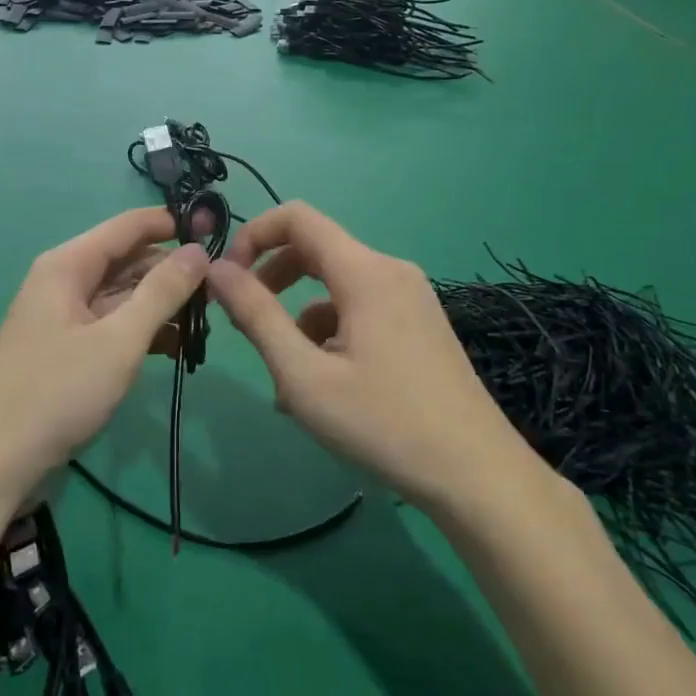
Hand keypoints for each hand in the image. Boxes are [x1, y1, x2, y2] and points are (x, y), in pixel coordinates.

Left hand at [0, 208, 208, 502]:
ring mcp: (65, 317)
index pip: (129, 226)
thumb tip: (199, 250)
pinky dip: (143, 332)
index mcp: (68, 265)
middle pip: (127, 260)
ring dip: (161, 305)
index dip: (173, 223)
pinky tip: (176, 348)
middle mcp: (65, 281)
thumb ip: (162, 292)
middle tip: (221, 289)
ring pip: (123, 295)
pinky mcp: (69, 349)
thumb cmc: (56, 392)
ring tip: (207, 321)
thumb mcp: (118, 340)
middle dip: (172, 271)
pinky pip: (113, 325)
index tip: (217, 228)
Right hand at [205, 202, 550, 513]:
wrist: (478, 477)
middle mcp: (390, 271)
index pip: (297, 218)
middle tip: (245, 326)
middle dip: (271, 280)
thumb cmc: (385, 425)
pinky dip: (329, 334)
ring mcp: (410, 298)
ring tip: (284, 379)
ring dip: (298, 317)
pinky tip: (322, 388)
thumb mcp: (304, 375)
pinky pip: (360, 311)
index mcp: (365, 272)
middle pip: (315, 250)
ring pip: (335, 287)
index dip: (253, 236)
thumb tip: (217, 270)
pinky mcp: (419, 325)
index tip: (229, 280)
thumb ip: (256, 316)